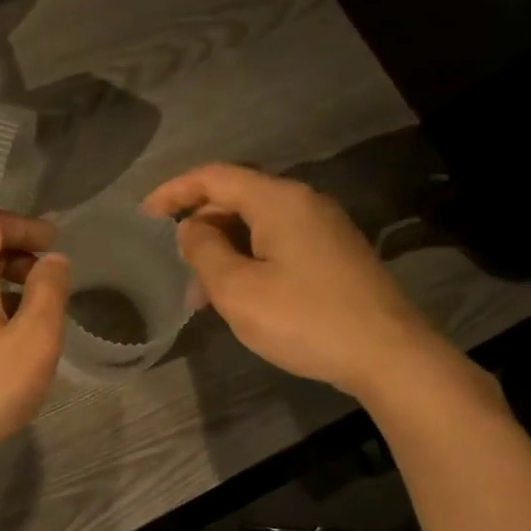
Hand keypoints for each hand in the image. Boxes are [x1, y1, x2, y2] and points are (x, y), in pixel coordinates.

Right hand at [142, 164, 450, 400]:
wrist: (388, 355)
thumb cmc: (304, 319)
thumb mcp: (237, 288)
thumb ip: (203, 250)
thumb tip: (190, 228)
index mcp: (278, 200)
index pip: (214, 176)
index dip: (174, 191)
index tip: (143, 216)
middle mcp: (303, 203)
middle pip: (236, 198)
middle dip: (198, 226)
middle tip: (171, 264)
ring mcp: (323, 229)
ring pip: (256, 225)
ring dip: (221, 249)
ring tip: (199, 291)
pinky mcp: (333, 255)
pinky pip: (276, 243)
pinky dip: (247, 259)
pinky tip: (236, 294)